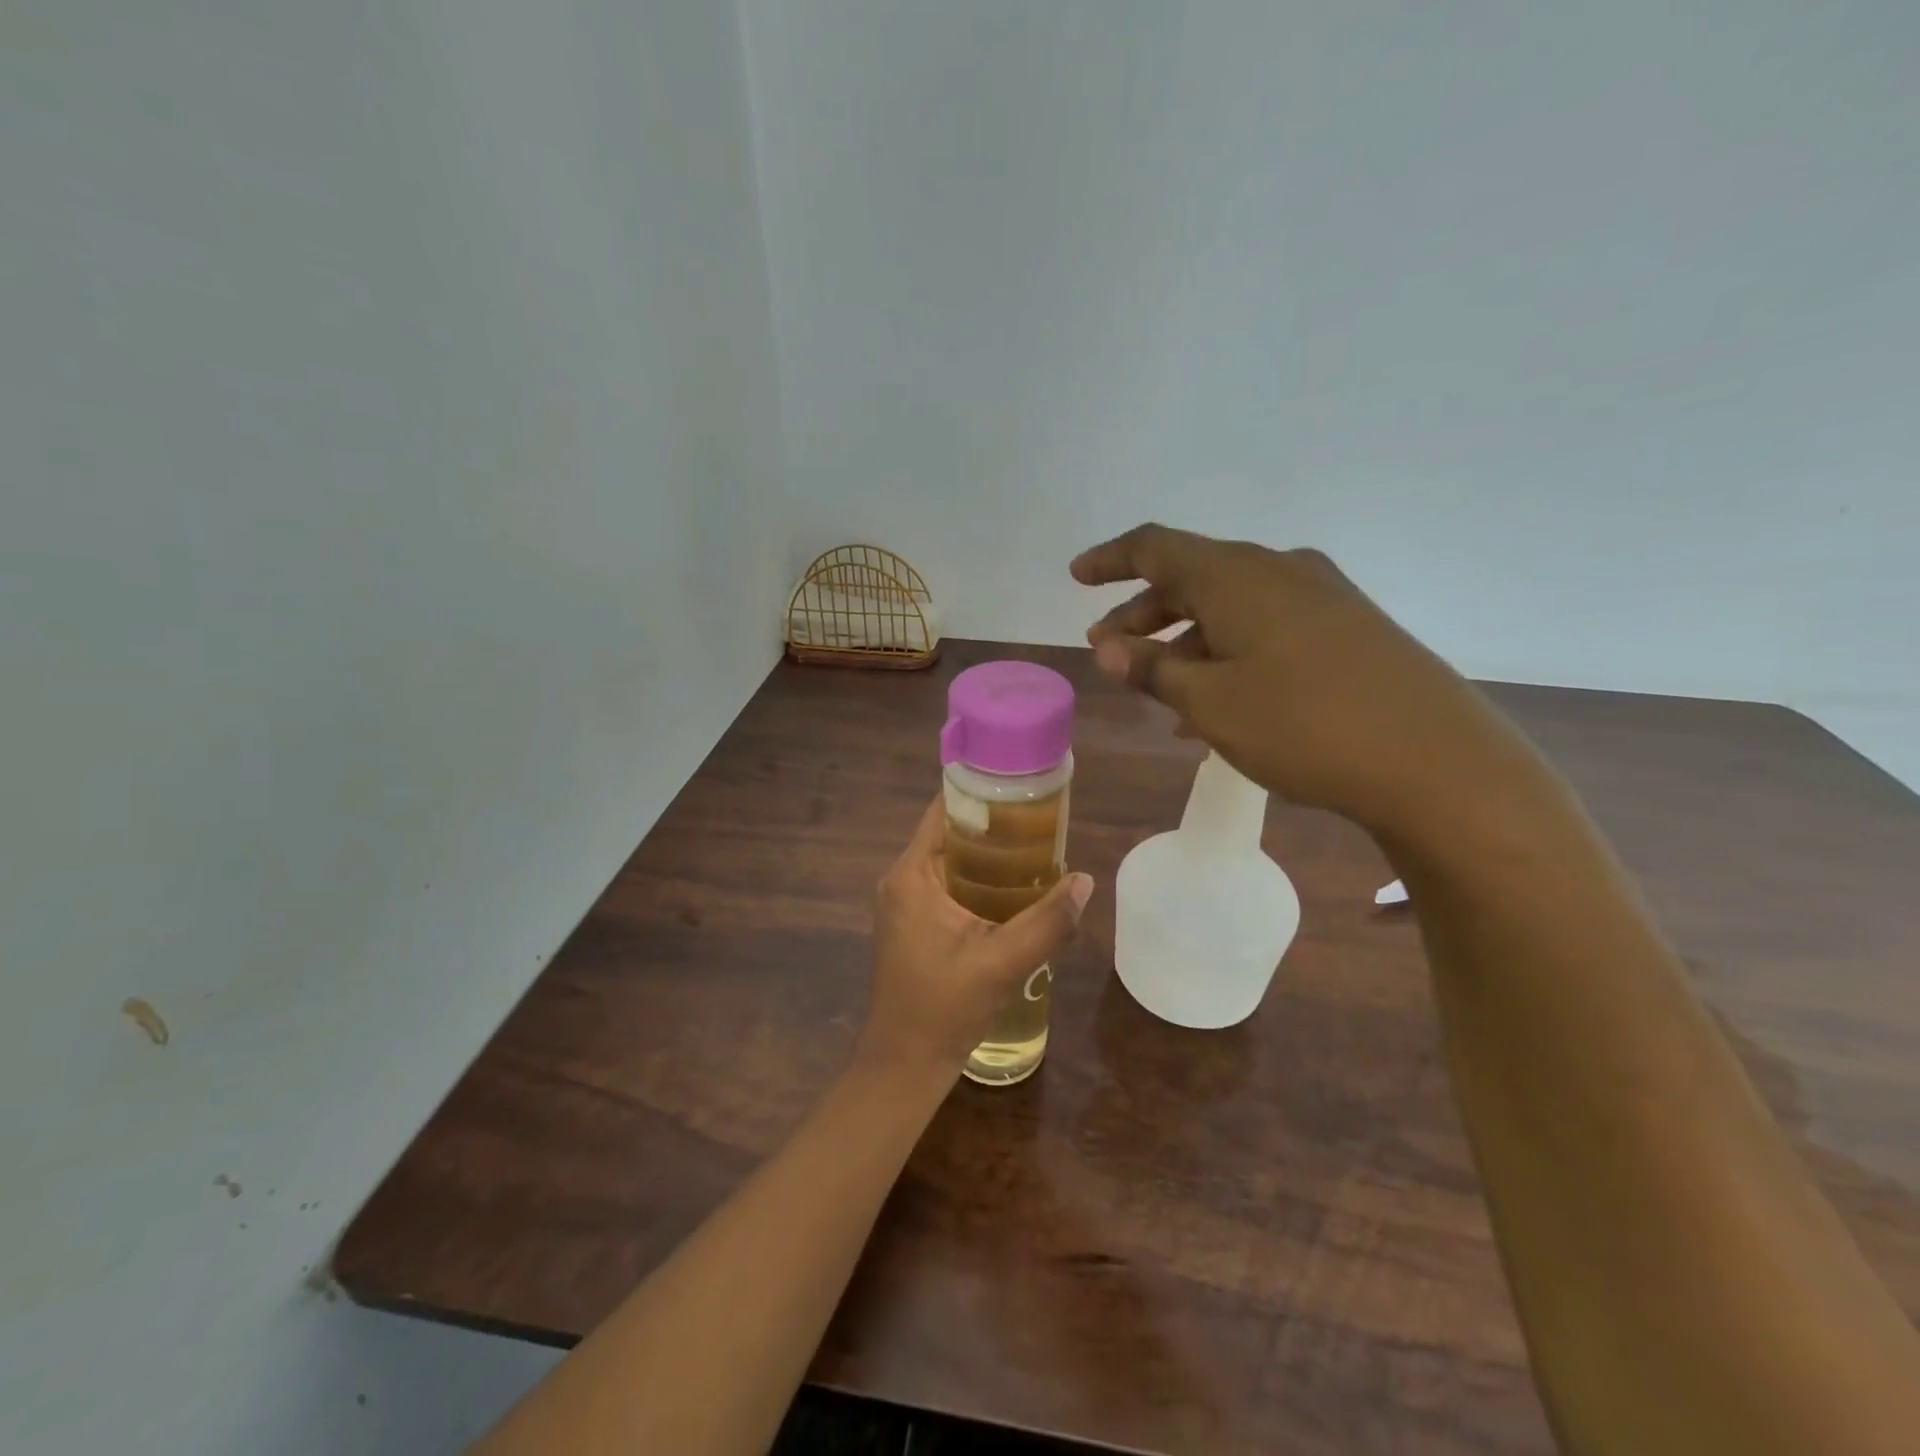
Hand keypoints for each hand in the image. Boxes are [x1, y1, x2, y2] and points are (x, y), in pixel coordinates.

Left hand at [858, 797, 1092, 1081]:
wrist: (904, 1063)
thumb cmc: (944, 1008)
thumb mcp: (1002, 963)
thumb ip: (1047, 922)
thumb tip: (1085, 881)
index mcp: (911, 875)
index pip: (942, 810)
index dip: (980, 791)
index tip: (1021, 786)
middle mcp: (902, 880)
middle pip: (948, 833)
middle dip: (993, 824)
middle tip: (1041, 820)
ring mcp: (905, 903)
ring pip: (950, 860)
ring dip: (987, 854)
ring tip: (1036, 848)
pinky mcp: (913, 924)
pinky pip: (947, 884)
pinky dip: (977, 879)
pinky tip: (1013, 889)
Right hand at [1073, 524, 1540, 837]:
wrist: (1434, 760)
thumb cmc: (1303, 726)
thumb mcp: (1209, 703)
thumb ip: (1151, 669)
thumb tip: (1105, 647)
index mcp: (1236, 576)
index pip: (1155, 547)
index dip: (1110, 560)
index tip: (1076, 576)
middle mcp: (1278, 570)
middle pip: (1192, 576)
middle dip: (1142, 611)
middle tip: (1108, 649)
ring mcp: (1320, 596)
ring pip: (1230, 605)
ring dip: (1185, 638)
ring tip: (1157, 688)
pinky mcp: (1348, 626)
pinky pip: (1266, 626)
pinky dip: (1228, 651)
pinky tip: (1216, 701)